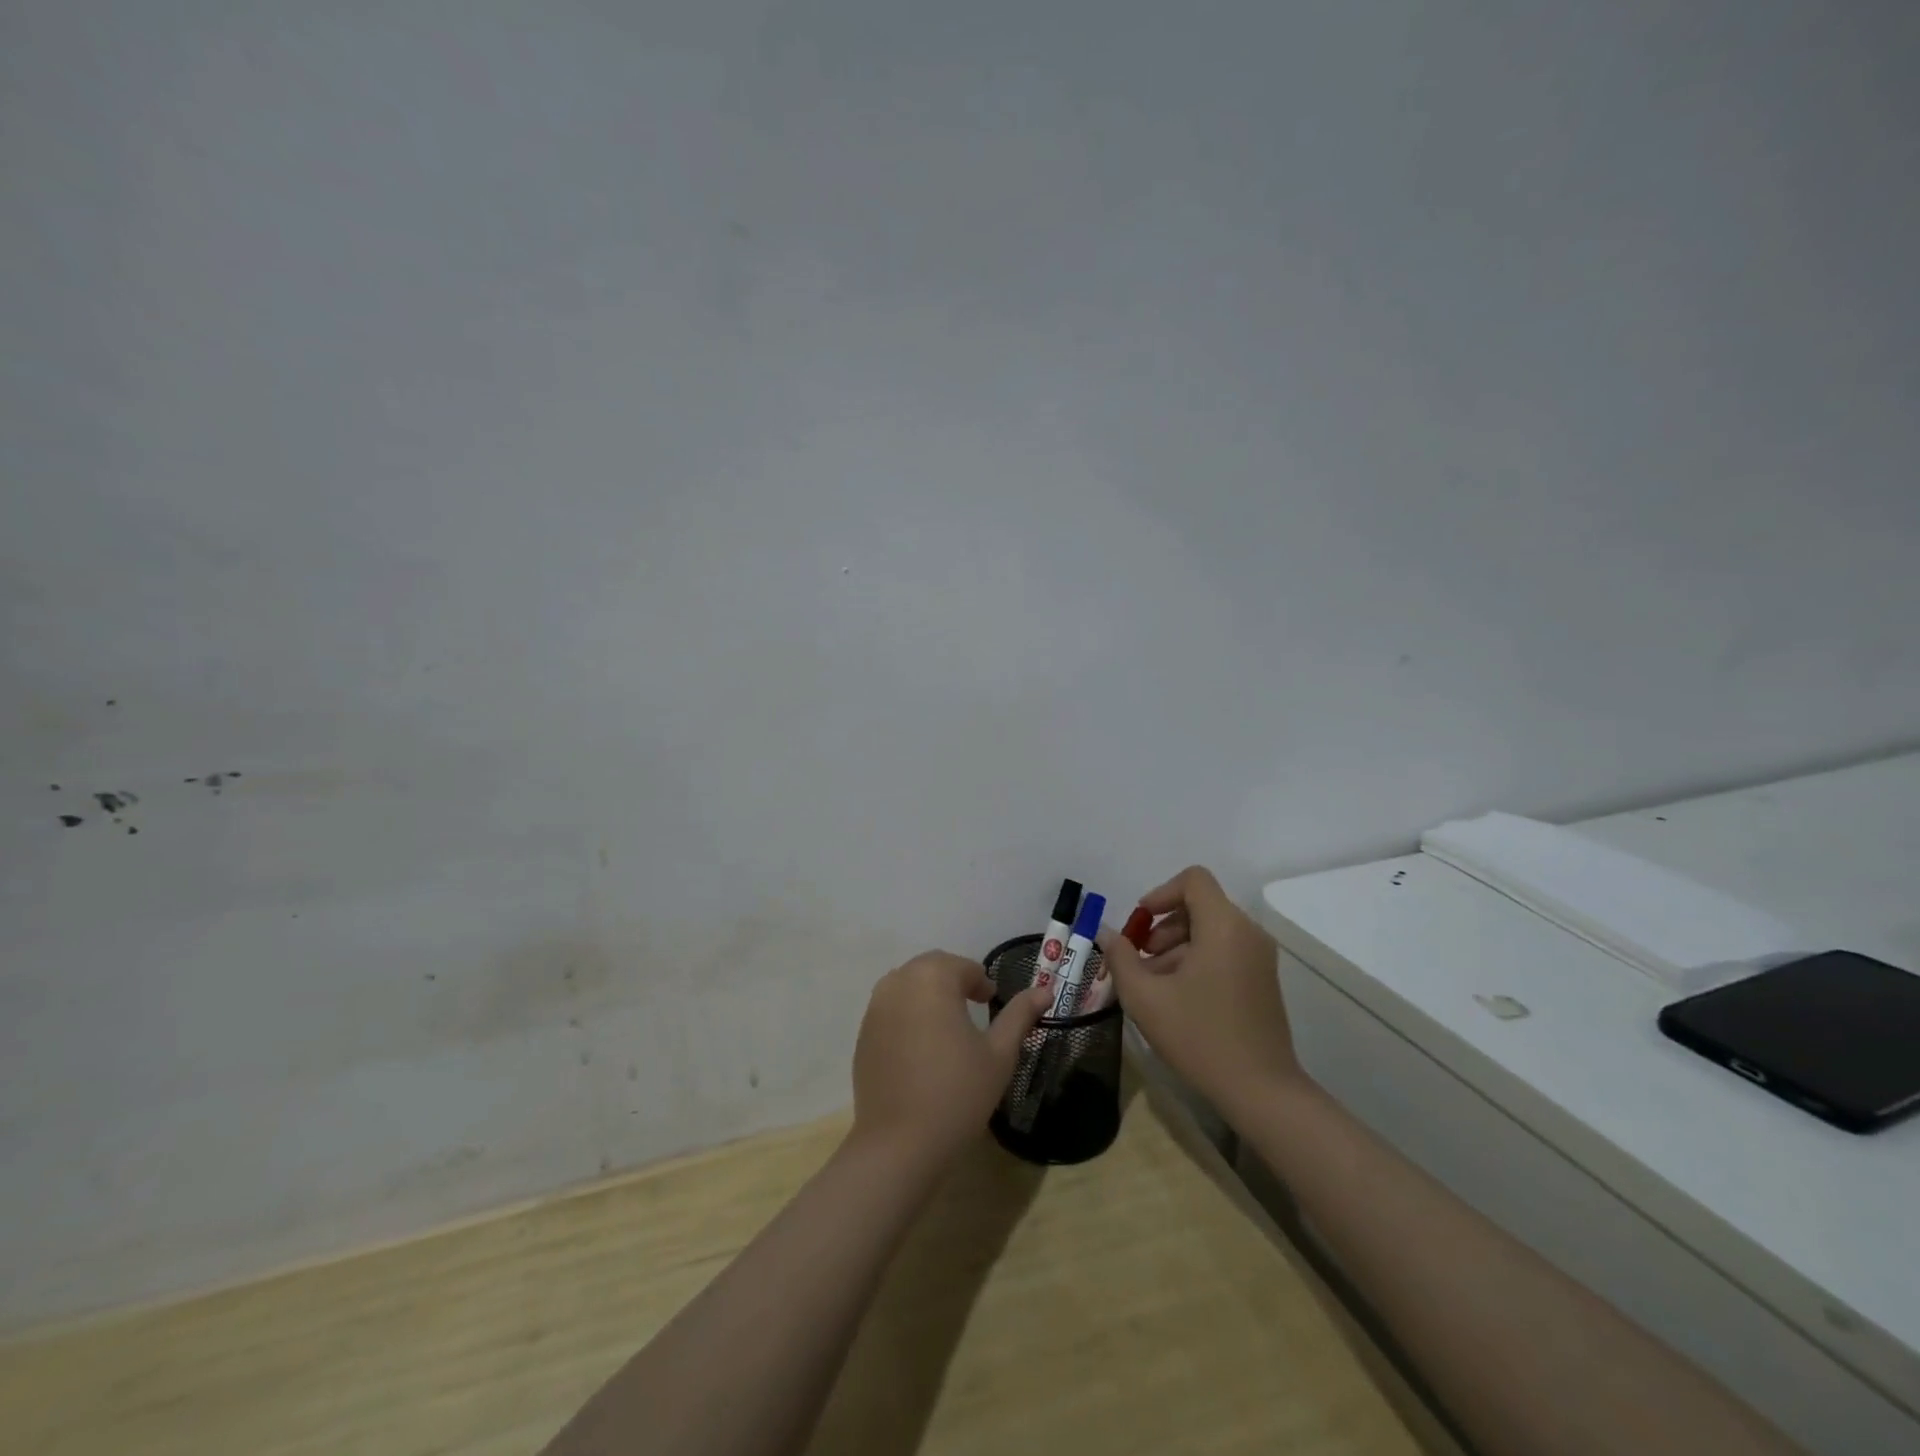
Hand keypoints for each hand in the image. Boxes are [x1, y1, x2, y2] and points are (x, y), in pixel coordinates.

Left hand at [850, 951, 1051, 1167]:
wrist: (899, 1144)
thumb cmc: (958, 1093)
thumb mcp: (999, 1054)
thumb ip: (1020, 1015)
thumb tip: (1044, 990)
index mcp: (933, 978)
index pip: (962, 966)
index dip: (981, 981)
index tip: (992, 1001)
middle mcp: (899, 982)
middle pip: (931, 967)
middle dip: (954, 980)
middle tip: (974, 1006)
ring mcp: (876, 1008)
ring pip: (907, 984)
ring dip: (929, 993)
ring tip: (948, 1025)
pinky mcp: (863, 1034)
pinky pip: (890, 1009)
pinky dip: (908, 1013)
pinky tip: (921, 1047)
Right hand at [1096, 866, 1303, 1120]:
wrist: (1261, 1091)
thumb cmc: (1199, 1037)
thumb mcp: (1145, 997)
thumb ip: (1120, 957)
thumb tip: (1106, 934)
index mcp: (1223, 926)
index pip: (1193, 880)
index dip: (1160, 893)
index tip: (1140, 924)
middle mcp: (1247, 932)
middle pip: (1200, 904)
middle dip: (1163, 925)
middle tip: (1140, 959)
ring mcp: (1260, 956)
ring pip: (1210, 929)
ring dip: (1176, 945)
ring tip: (1154, 982)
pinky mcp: (1263, 978)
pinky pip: (1225, 949)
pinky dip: (1197, 959)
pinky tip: (1177, 996)